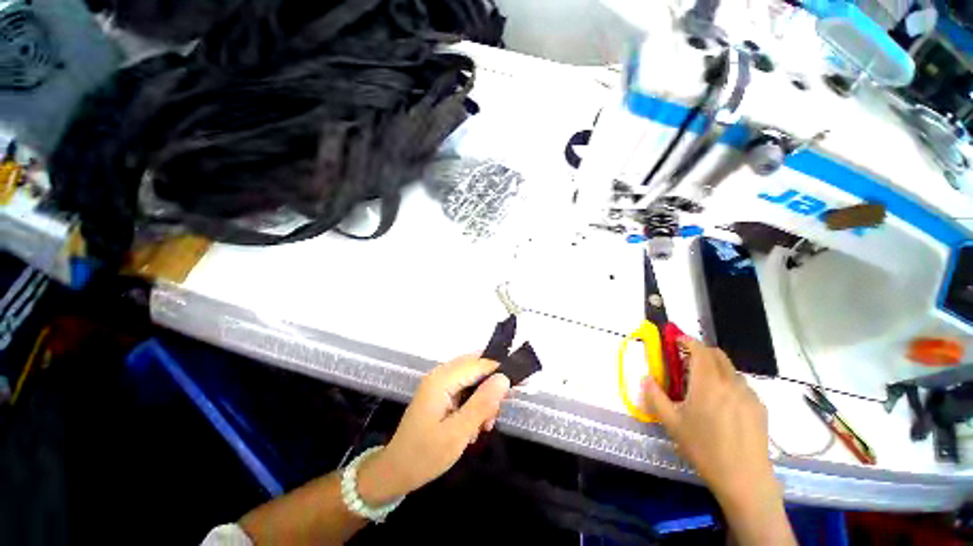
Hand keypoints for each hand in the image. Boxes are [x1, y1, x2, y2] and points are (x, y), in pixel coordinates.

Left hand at [357, 355, 509, 504]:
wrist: (395, 472)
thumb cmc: (424, 456)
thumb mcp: (458, 434)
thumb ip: (482, 404)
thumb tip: (504, 378)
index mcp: (441, 380)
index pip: (478, 364)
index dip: (500, 371)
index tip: (521, 385)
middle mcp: (440, 375)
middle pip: (476, 368)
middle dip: (491, 387)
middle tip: (496, 413)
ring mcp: (439, 383)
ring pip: (472, 379)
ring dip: (483, 398)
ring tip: (485, 425)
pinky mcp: (439, 393)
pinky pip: (464, 389)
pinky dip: (474, 403)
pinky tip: (474, 426)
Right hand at [642, 337, 778, 507]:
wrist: (745, 479)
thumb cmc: (704, 449)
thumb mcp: (671, 423)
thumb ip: (655, 396)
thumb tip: (646, 378)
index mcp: (708, 384)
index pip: (700, 350)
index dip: (687, 341)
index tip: (676, 341)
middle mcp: (731, 383)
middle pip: (718, 354)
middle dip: (701, 351)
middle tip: (686, 362)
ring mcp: (749, 395)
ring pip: (730, 370)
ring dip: (715, 367)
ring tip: (703, 386)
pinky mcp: (760, 407)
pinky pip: (741, 385)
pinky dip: (728, 383)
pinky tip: (722, 405)